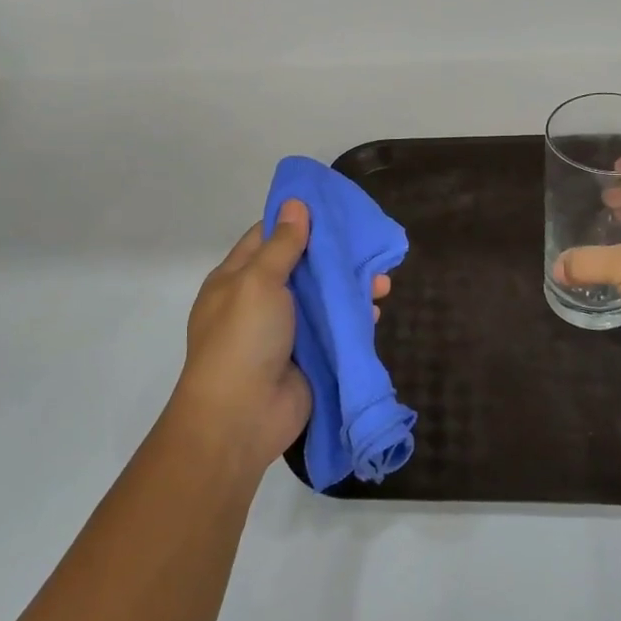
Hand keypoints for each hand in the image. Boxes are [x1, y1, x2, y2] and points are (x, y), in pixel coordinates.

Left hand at [170, 201, 390, 477]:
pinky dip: (354, 318)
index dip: (297, 220)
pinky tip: (375, 308)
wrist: (242, 417)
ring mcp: (286, 331)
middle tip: (368, 242)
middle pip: (302, 267)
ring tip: (382, 279)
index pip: (268, 237)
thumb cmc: (243, 339)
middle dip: (335, 255)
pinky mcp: (309, 357)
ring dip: (351, 287)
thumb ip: (283, 245)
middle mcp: (261, 301)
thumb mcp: (258, 281)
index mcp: (237, 278)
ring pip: (323, 299)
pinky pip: (335, 330)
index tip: (331, 207)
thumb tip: (296, 204)